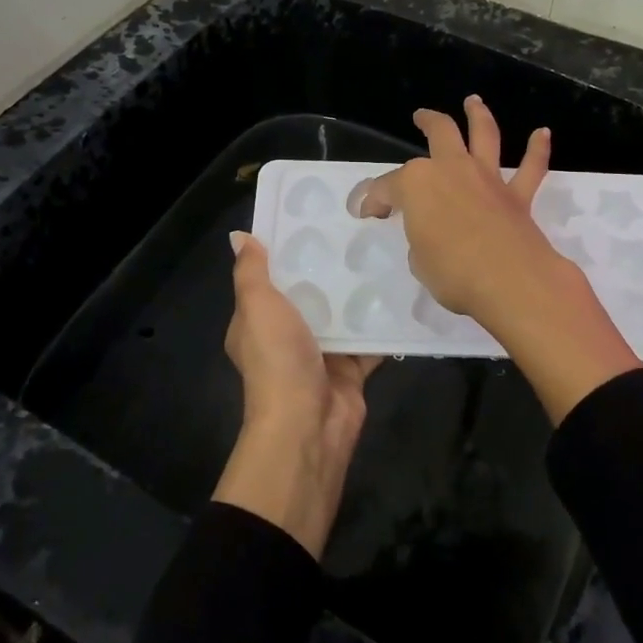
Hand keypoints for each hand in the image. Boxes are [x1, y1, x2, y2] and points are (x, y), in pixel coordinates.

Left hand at [212, 231, 379, 557]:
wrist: (308, 427)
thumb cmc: (278, 360)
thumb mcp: (257, 308)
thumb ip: (251, 272)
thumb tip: (239, 235)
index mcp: (257, 322)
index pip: (270, 277)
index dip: (286, 249)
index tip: (313, 216)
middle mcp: (287, 336)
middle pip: (310, 292)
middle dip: (330, 266)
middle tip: (359, 226)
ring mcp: (322, 353)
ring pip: (343, 313)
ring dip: (359, 290)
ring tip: (385, 249)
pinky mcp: (353, 368)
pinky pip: (371, 338)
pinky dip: (384, 321)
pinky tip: (404, 290)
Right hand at [353, 95, 555, 322]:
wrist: (509, 281)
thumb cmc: (452, 272)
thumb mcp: (419, 260)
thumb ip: (422, 238)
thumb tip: (432, 233)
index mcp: (417, 184)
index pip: (388, 187)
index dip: (375, 200)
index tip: (370, 212)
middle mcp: (452, 169)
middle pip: (439, 133)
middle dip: (427, 121)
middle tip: (420, 116)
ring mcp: (487, 179)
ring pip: (484, 135)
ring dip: (478, 115)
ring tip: (473, 101)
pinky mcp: (517, 195)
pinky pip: (530, 167)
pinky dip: (537, 149)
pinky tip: (542, 133)